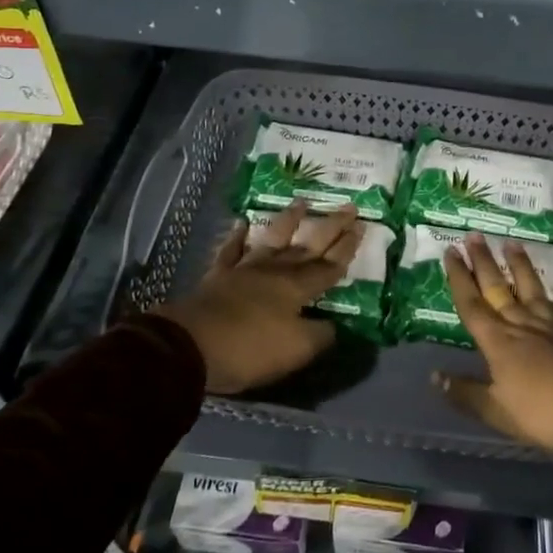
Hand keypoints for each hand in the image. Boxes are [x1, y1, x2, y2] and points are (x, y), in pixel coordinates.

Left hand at [156, 200, 359, 394]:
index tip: (361, 225)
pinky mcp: (218, 276)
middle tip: (349, 206)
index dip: (346, 248)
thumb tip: (334, 325)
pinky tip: (242, 223)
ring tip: (302, 201)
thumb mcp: (296, 351)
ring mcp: (245, 270)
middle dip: (331, 227)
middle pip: (308, 245)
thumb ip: (320, 335)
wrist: (191, 346)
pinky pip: (231, 250)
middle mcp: (275, 271)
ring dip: (289, 220)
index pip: (330, 265)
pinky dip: (237, 236)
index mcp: (297, 288)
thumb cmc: (249, 350)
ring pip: (273, 239)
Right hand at [433, 233, 552, 456]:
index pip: (472, 306)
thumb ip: (466, 393)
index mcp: (499, 343)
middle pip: (499, 290)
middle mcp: (523, 326)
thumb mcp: (497, 413)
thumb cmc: (544, 413)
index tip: (450, 251)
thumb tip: (435, 376)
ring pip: (534, 292)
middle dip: (484, 263)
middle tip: (474, 236)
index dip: (459, 279)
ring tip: (513, 243)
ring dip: (522, 267)